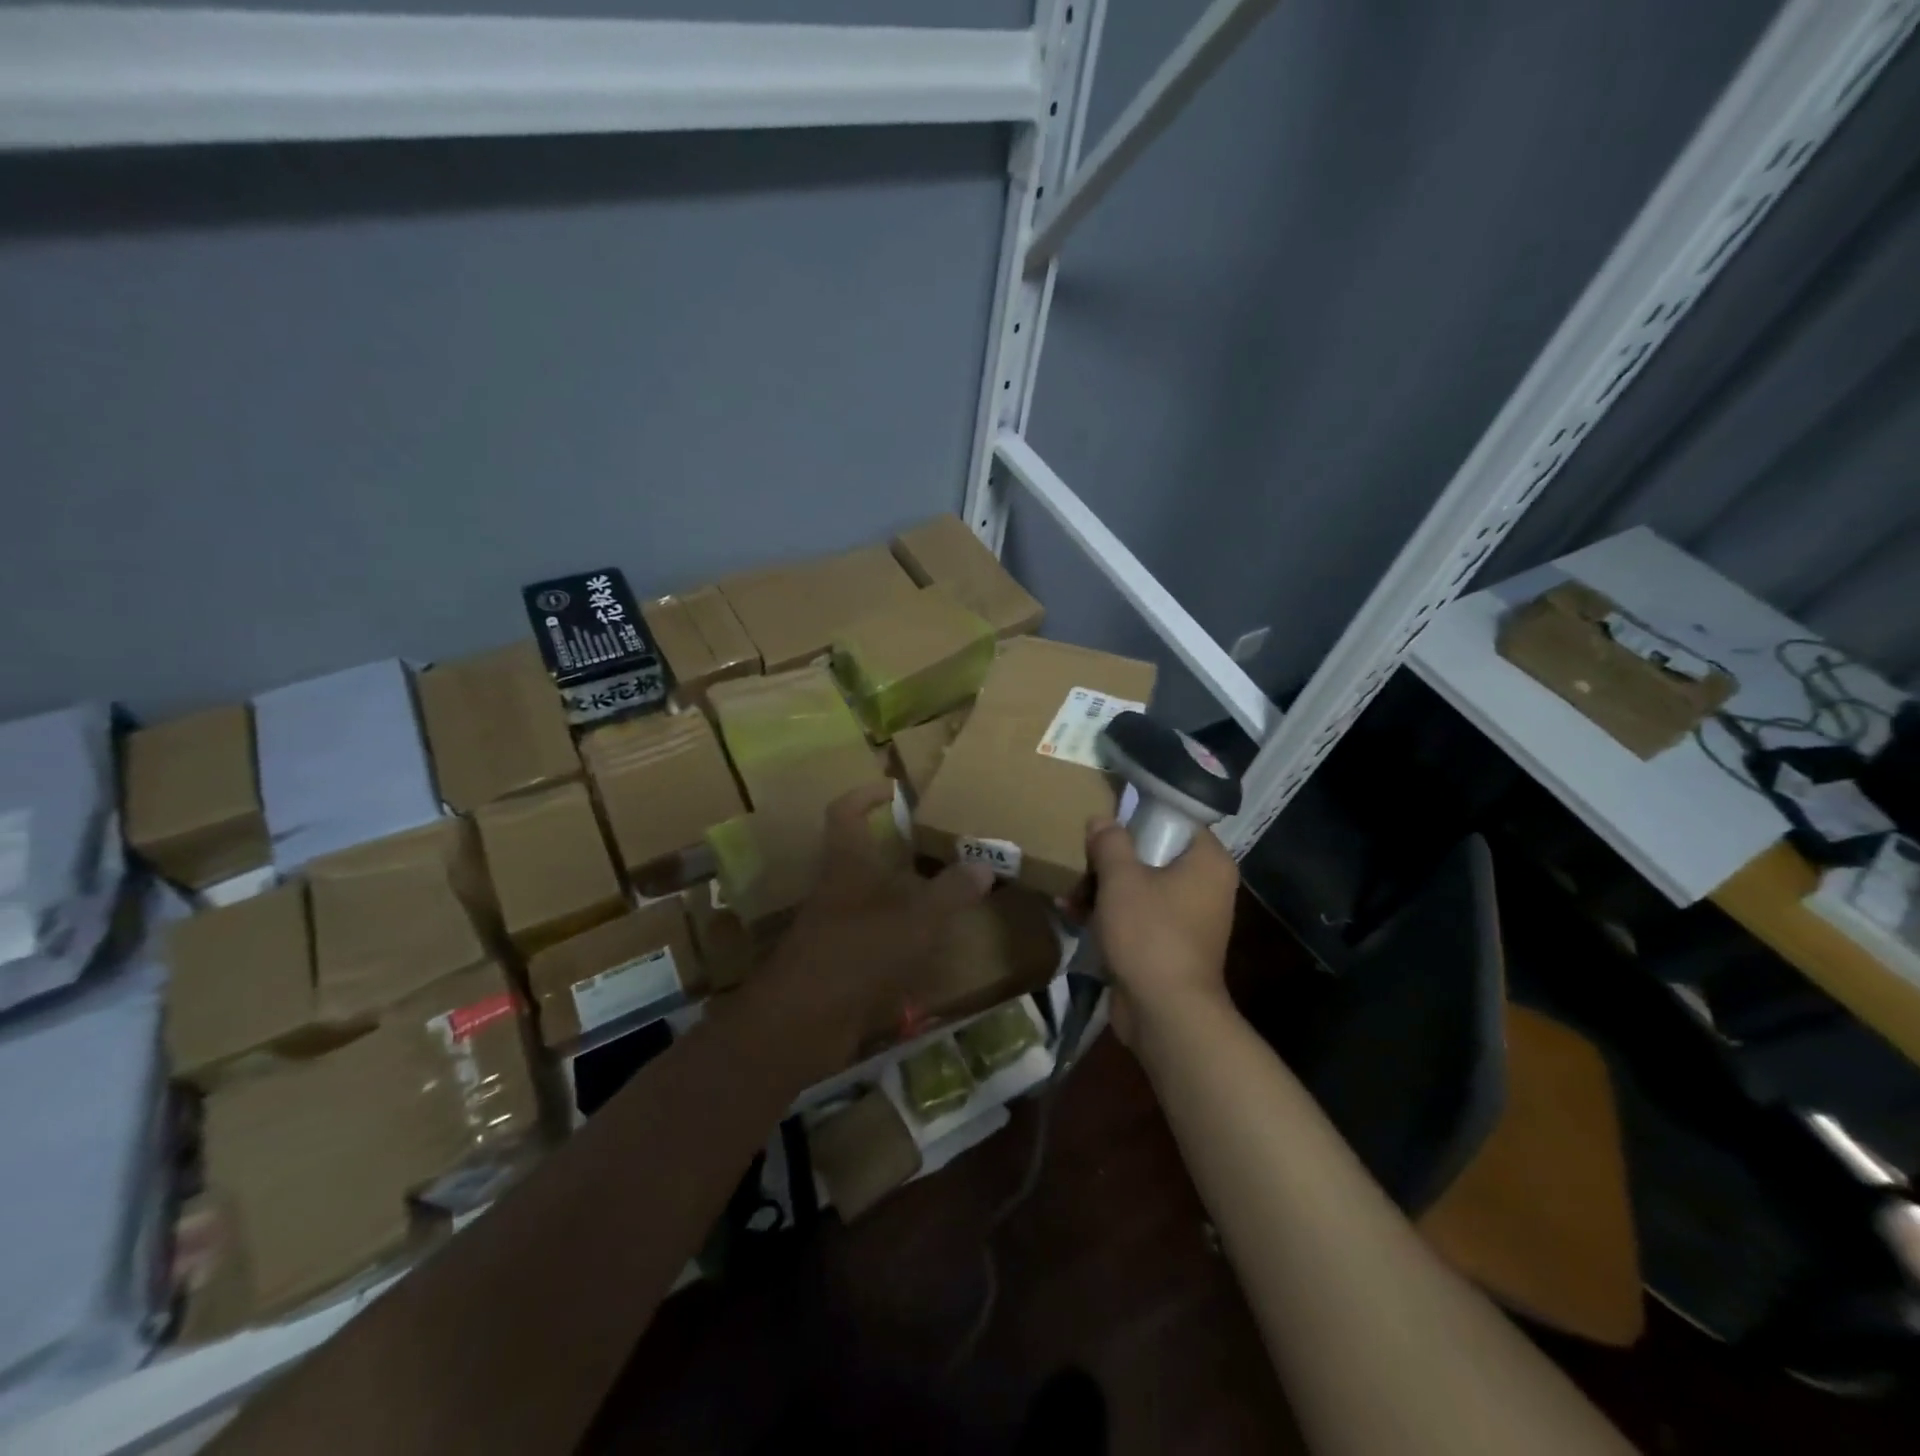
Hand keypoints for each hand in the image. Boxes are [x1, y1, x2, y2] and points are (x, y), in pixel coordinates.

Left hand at [760, 782, 993, 1074]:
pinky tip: (925, 949)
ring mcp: (832, 928)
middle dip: (894, 851)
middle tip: (934, 849)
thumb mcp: (916, 919)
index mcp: (846, 864)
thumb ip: (951, 891)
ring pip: (868, 899)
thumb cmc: (859, 953)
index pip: (846, 812)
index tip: (894, 789)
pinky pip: (870, 939)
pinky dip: (896, 938)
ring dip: (899, 896)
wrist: (801, 1025)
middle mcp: (835, 890)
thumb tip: (984, 864)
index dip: (866, 795)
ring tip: (940, 897)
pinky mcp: (835, 964)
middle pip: (859, 856)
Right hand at [1085, 817, 1238, 1043]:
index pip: (1177, 820)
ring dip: (1103, 888)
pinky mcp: (1169, 945)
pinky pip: (1138, 917)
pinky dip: (1110, 914)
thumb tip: (1102, 820)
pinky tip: (1072, 913)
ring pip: (1141, 887)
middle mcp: (1205, 886)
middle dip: (1111, 860)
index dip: (1140, 817)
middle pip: (1154, 854)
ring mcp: (1188, 919)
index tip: (1107, 821)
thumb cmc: (1150, 933)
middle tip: (1082, 860)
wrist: (1166, 1013)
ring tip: (1068, 892)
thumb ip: (1110, 842)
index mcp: (1208, 862)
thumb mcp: (1121, 879)